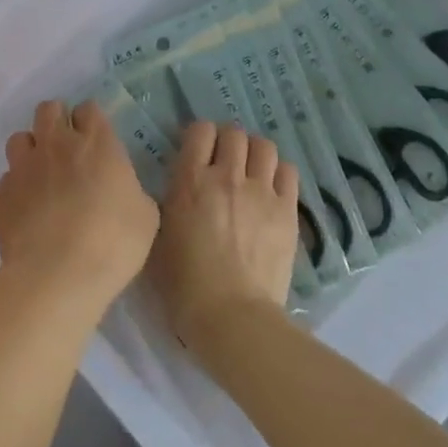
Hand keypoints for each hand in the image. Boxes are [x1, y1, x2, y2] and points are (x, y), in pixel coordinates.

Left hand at [0, 100, 159, 327]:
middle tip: (67, 148)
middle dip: (57, 120)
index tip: (96, 140)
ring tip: (41, 174)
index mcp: (96, 142)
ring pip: (20, 138)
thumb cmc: (112, 242)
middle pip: (49, 109)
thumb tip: (122, 190)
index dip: (91, 121)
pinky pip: (8, 178)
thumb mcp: (145, 215)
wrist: (56, 275)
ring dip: (32, 150)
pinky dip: (17, 187)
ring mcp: (24, 167)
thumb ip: (131, 190)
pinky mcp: (1, 194)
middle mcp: (56, 144)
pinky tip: (27, 210)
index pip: (88, 108)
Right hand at [148, 121, 298, 361]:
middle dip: (228, 141)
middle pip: (234, 134)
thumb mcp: (159, 238)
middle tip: (224, 160)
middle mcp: (227, 176)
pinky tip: (272, 188)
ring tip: (251, 170)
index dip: (200, 136)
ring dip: (255, 152)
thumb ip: (169, 204)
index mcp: (190, 181)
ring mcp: (261, 191)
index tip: (198, 151)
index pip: (200, 130)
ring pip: (264, 146)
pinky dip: (279, 172)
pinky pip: (288, 171)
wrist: (231, 316)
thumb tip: (178, 191)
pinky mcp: (287, 210)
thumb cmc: (184, 284)